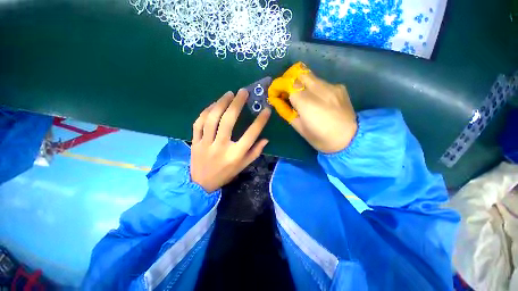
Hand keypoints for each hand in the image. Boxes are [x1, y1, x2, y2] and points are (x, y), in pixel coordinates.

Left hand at [190, 89, 270, 192]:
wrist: (201, 184)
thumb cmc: (226, 174)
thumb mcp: (243, 166)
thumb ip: (255, 152)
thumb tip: (265, 139)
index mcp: (235, 155)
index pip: (251, 135)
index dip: (260, 121)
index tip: (266, 110)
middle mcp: (221, 147)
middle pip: (228, 121)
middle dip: (237, 104)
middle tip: (243, 92)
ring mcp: (205, 143)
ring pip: (212, 119)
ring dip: (221, 103)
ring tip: (229, 94)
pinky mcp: (195, 141)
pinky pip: (198, 123)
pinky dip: (206, 111)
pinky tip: (214, 105)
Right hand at [270, 63, 356, 152]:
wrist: (351, 139)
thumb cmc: (321, 138)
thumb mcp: (299, 128)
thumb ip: (287, 112)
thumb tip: (277, 101)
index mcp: (307, 103)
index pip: (289, 83)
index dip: (279, 85)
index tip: (274, 92)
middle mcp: (320, 90)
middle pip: (300, 73)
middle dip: (289, 80)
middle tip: (286, 92)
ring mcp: (332, 87)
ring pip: (311, 76)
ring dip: (302, 84)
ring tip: (302, 97)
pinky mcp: (340, 88)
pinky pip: (322, 82)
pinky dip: (314, 88)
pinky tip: (318, 100)